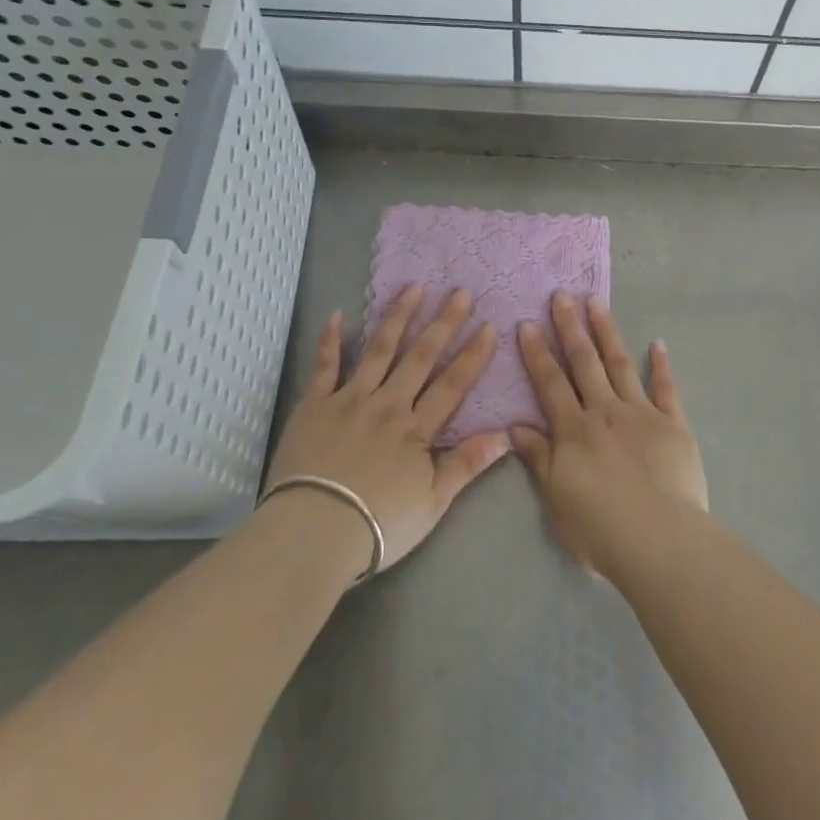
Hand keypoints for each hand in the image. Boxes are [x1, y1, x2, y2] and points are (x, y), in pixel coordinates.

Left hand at [265, 286, 508, 574]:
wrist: (313, 531)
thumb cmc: (378, 524)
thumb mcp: (433, 502)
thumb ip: (467, 464)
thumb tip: (506, 435)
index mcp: (416, 429)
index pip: (452, 384)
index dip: (472, 355)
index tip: (489, 326)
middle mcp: (387, 404)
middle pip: (420, 357)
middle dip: (443, 323)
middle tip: (459, 292)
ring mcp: (349, 400)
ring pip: (378, 350)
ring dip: (398, 317)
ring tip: (413, 288)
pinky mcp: (315, 405)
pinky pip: (325, 366)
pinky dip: (330, 340)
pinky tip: (337, 315)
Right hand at [511, 291, 708, 583]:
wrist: (660, 540)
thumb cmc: (600, 528)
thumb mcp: (556, 499)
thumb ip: (539, 458)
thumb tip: (515, 426)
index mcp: (574, 430)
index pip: (550, 383)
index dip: (537, 353)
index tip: (527, 323)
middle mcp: (605, 411)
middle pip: (584, 363)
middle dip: (570, 328)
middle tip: (562, 295)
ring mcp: (641, 413)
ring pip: (620, 364)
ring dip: (607, 332)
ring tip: (596, 303)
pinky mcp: (673, 424)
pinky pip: (667, 388)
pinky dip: (661, 365)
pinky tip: (657, 343)